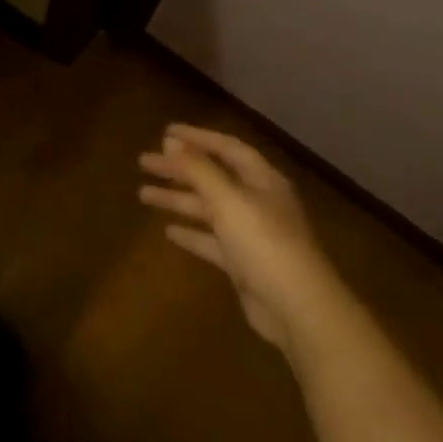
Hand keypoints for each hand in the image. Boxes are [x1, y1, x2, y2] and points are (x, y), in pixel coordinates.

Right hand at [138, 124, 341, 353]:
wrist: (298, 309)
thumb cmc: (264, 243)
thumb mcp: (228, 200)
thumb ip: (198, 169)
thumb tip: (170, 141)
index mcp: (262, 180)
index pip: (227, 148)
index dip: (197, 137)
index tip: (165, 132)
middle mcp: (258, 202)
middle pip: (213, 177)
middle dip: (179, 169)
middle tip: (144, 162)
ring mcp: (251, 234)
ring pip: (208, 208)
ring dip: (178, 199)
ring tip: (143, 194)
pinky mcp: (243, 263)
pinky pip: (211, 240)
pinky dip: (190, 233)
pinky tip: (168, 231)